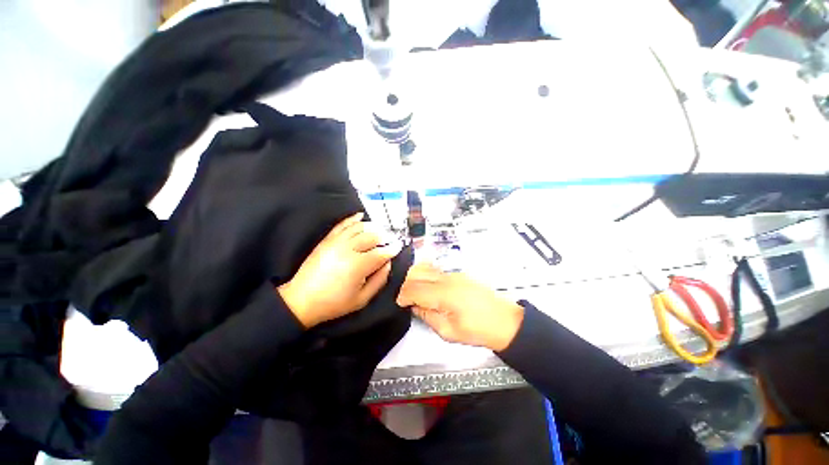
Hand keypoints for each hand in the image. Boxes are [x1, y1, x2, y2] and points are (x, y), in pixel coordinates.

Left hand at [278, 213, 400, 327]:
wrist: (302, 300)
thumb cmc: (334, 303)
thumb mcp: (362, 299)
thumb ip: (379, 280)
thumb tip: (388, 263)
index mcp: (358, 266)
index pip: (381, 252)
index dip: (393, 249)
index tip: (399, 247)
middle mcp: (349, 249)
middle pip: (372, 236)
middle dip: (385, 236)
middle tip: (390, 240)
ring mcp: (336, 242)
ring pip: (360, 227)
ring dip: (373, 227)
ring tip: (379, 230)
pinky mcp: (327, 240)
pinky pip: (343, 224)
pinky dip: (353, 219)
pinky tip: (361, 216)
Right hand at [396, 263, 523, 350]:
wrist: (506, 321)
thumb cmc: (479, 330)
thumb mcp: (449, 331)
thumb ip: (428, 316)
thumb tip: (415, 306)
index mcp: (444, 294)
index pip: (414, 288)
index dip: (403, 295)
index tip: (400, 303)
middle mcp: (447, 279)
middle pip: (417, 273)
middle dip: (406, 284)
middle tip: (405, 298)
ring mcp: (454, 274)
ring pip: (426, 268)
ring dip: (416, 278)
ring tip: (415, 293)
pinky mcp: (460, 274)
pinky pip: (436, 271)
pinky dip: (426, 276)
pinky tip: (428, 288)